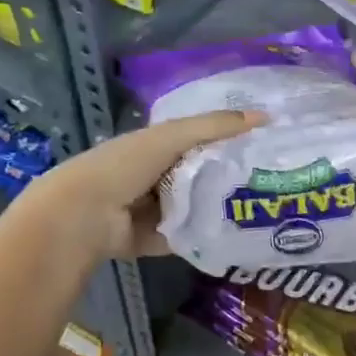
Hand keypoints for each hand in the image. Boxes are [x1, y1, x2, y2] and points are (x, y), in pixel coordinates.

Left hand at [30, 109, 266, 262]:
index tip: (263, 143)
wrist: (84, 215)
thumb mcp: (172, 137)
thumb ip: (215, 126)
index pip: (197, 139)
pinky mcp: (155, 239)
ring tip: (261, 207)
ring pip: (197, 205)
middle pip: (200, 174)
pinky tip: (238, 234)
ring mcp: (154, 209)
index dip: (227, 139)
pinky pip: (188, 235)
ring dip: (220, 207)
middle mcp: (155, 176)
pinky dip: (206, 235)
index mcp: (154, 146)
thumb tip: (265, 115)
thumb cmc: (125, 165)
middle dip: (229, 176)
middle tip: (270, 179)